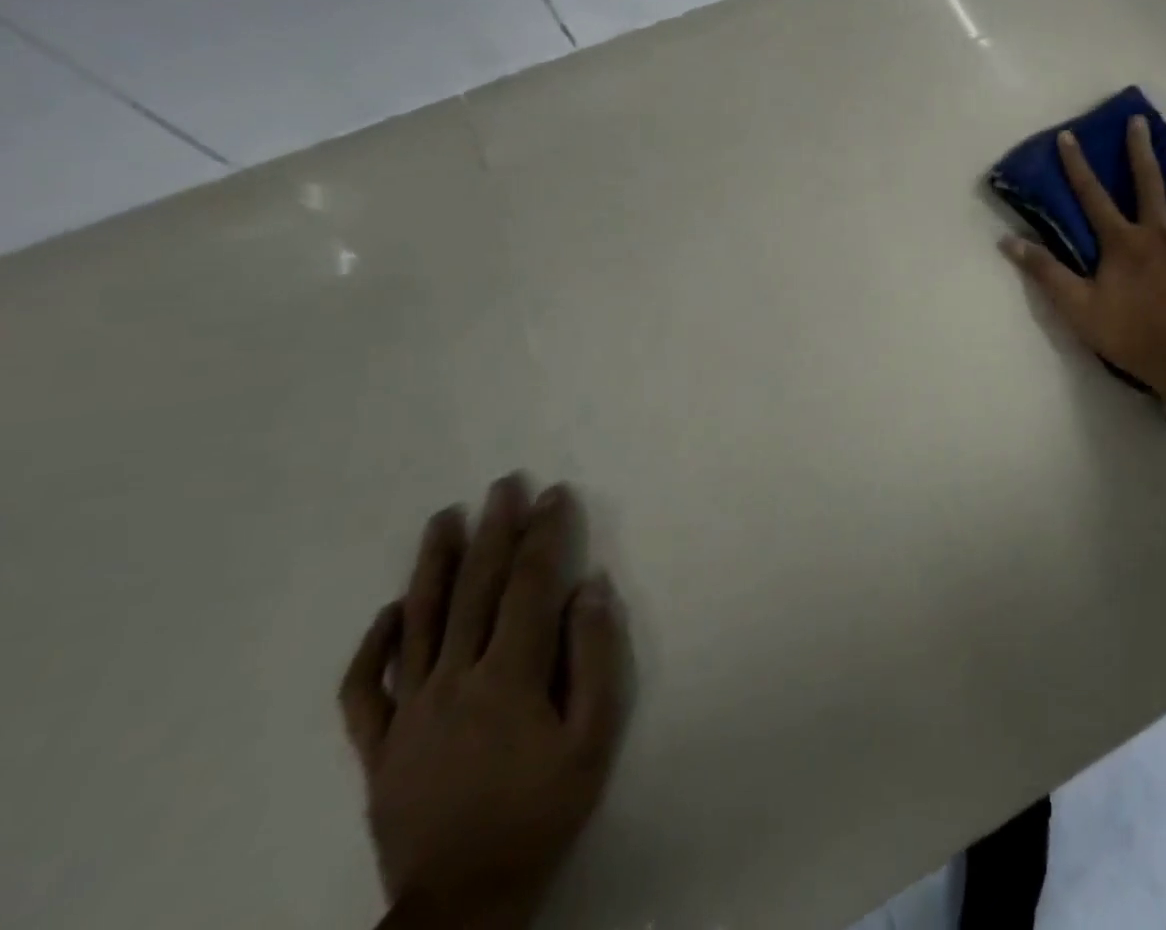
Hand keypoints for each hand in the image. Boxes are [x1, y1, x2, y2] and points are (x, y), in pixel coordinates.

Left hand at [339, 476, 629, 929]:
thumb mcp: (593, 735)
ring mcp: (409, 713)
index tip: (554, 494)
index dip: (544, 535)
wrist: (465, 901)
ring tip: (443, 518)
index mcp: (508, 676)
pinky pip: (364, 691)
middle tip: (502, 484)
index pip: (529, 585)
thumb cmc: (543, 810)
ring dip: (432, 564)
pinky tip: (390, 611)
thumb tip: (590, 586)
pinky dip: (374, 645)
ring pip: (418, 622)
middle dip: (493, 531)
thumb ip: (594, 655)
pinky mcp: (379, 748)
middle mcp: (453, 680)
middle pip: (475, 589)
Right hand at [999, 114, 1165, 411]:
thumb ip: (1045, 272)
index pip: (1092, 195)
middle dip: (1141, 151)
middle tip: (1141, 121)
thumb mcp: (1077, 307)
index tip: (1069, 136)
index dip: (1077, 166)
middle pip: (1150, 184)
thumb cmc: (1131, 334)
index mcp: (1123, 241)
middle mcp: (1160, 233)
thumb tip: (1008, 241)